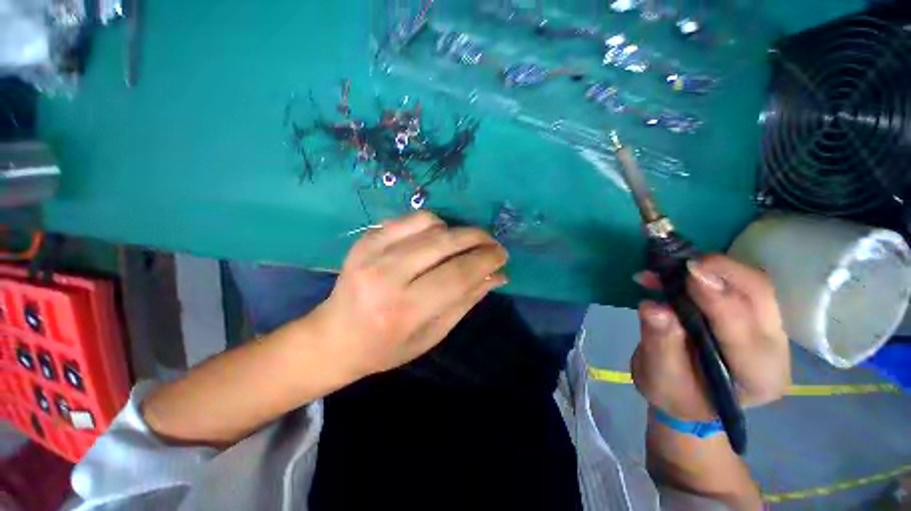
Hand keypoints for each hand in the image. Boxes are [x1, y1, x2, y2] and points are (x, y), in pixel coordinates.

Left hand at [312, 212, 507, 377]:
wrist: (335, 336)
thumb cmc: (387, 346)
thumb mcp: (433, 333)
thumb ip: (467, 300)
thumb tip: (498, 275)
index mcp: (404, 309)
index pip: (458, 275)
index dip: (486, 261)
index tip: (502, 256)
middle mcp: (386, 275)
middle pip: (445, 243)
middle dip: (478, 239)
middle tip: (492, 244)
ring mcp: (372, 251)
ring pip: (429, 223)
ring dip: (455, 231)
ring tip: (463, 245)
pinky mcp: (365, 238)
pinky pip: (409, 218)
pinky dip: (432, 224)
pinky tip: (436, 238)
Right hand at [630, 255, 790, 420]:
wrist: (689, 398)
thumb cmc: (675, 394)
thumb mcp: (660, 377)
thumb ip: (660, 343)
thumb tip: (654, 307)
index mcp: (758, 377)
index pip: (744, 328)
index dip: (716, 297)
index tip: (686, 271)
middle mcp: (774, 350)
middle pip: (759, 295)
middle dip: (722, 270)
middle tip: (681, 260)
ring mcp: (769, 330)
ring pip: (752, 284)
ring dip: (713, 268)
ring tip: (670, 266)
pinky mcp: (753, 315)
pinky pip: (737, 284)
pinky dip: (707, 272)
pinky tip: (675, 272)